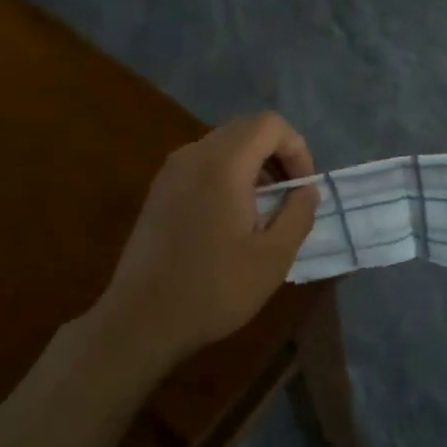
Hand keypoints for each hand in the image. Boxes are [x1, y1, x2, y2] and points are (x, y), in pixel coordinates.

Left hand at [95, 113, 318, 368]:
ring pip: (224, 145)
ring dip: (253, 165)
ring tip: (264, 209)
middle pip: (246, 129)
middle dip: (277, 154)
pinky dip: (228, 174)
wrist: (140, 321)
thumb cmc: (213, 289)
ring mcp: (171, 171)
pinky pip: (203, 163)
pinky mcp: (159, 190)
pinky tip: (232, 218)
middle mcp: (194, 155)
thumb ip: (298, 213)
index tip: (302, 189)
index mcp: (223, 164)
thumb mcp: (274, 257)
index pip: (270, 125)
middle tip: (290, 196)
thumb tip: (306, 190)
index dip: (297, 149)